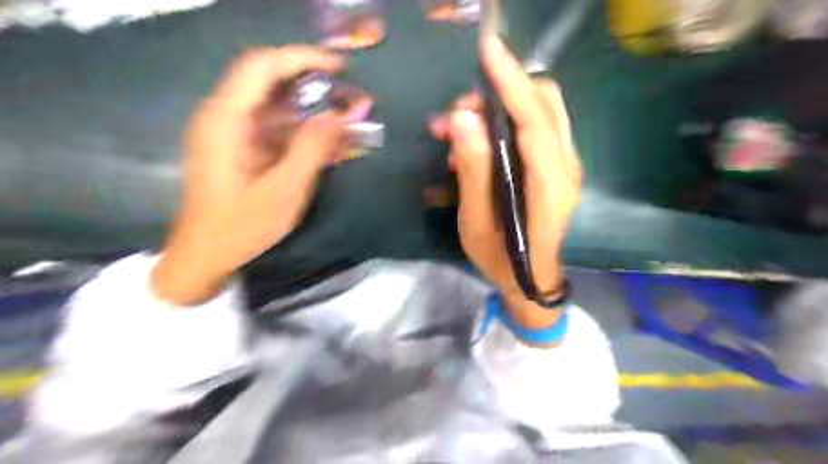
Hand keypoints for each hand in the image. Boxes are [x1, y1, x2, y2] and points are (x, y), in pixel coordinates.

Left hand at [150, 46, 367, 304]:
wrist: (205, 255)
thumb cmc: (241, 226)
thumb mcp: (284, 191)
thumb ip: (312, 149)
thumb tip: (338, 116)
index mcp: (226, 120)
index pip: (262, 67)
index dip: (302, 57)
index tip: (339, 67)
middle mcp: (225, 116)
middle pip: (269, 81)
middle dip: (312, 82)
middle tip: (348, 94)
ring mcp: (231, 132)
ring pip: (275, 105)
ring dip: (311, 108)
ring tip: (346, 118)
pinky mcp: (240, 147)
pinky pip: (274, 128)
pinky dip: (302, 129)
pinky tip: (328, 141)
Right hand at [434, 37, 581, 327]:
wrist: (532, 281)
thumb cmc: (501, 259)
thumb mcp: (476, 222)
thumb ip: (473, 170)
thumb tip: (462, 119)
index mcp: (549, 184)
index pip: (534, 119)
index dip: (511, 82)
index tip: (487, 50)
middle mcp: (567, 166)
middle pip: (545, 104)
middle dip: (502, 91)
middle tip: (459, 110)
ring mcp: (567, 165)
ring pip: (545, 110)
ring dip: (505, 103)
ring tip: (462, 126)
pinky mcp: (559, 167)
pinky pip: (539, 127)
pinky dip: (510, 120)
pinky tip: (479, 141)